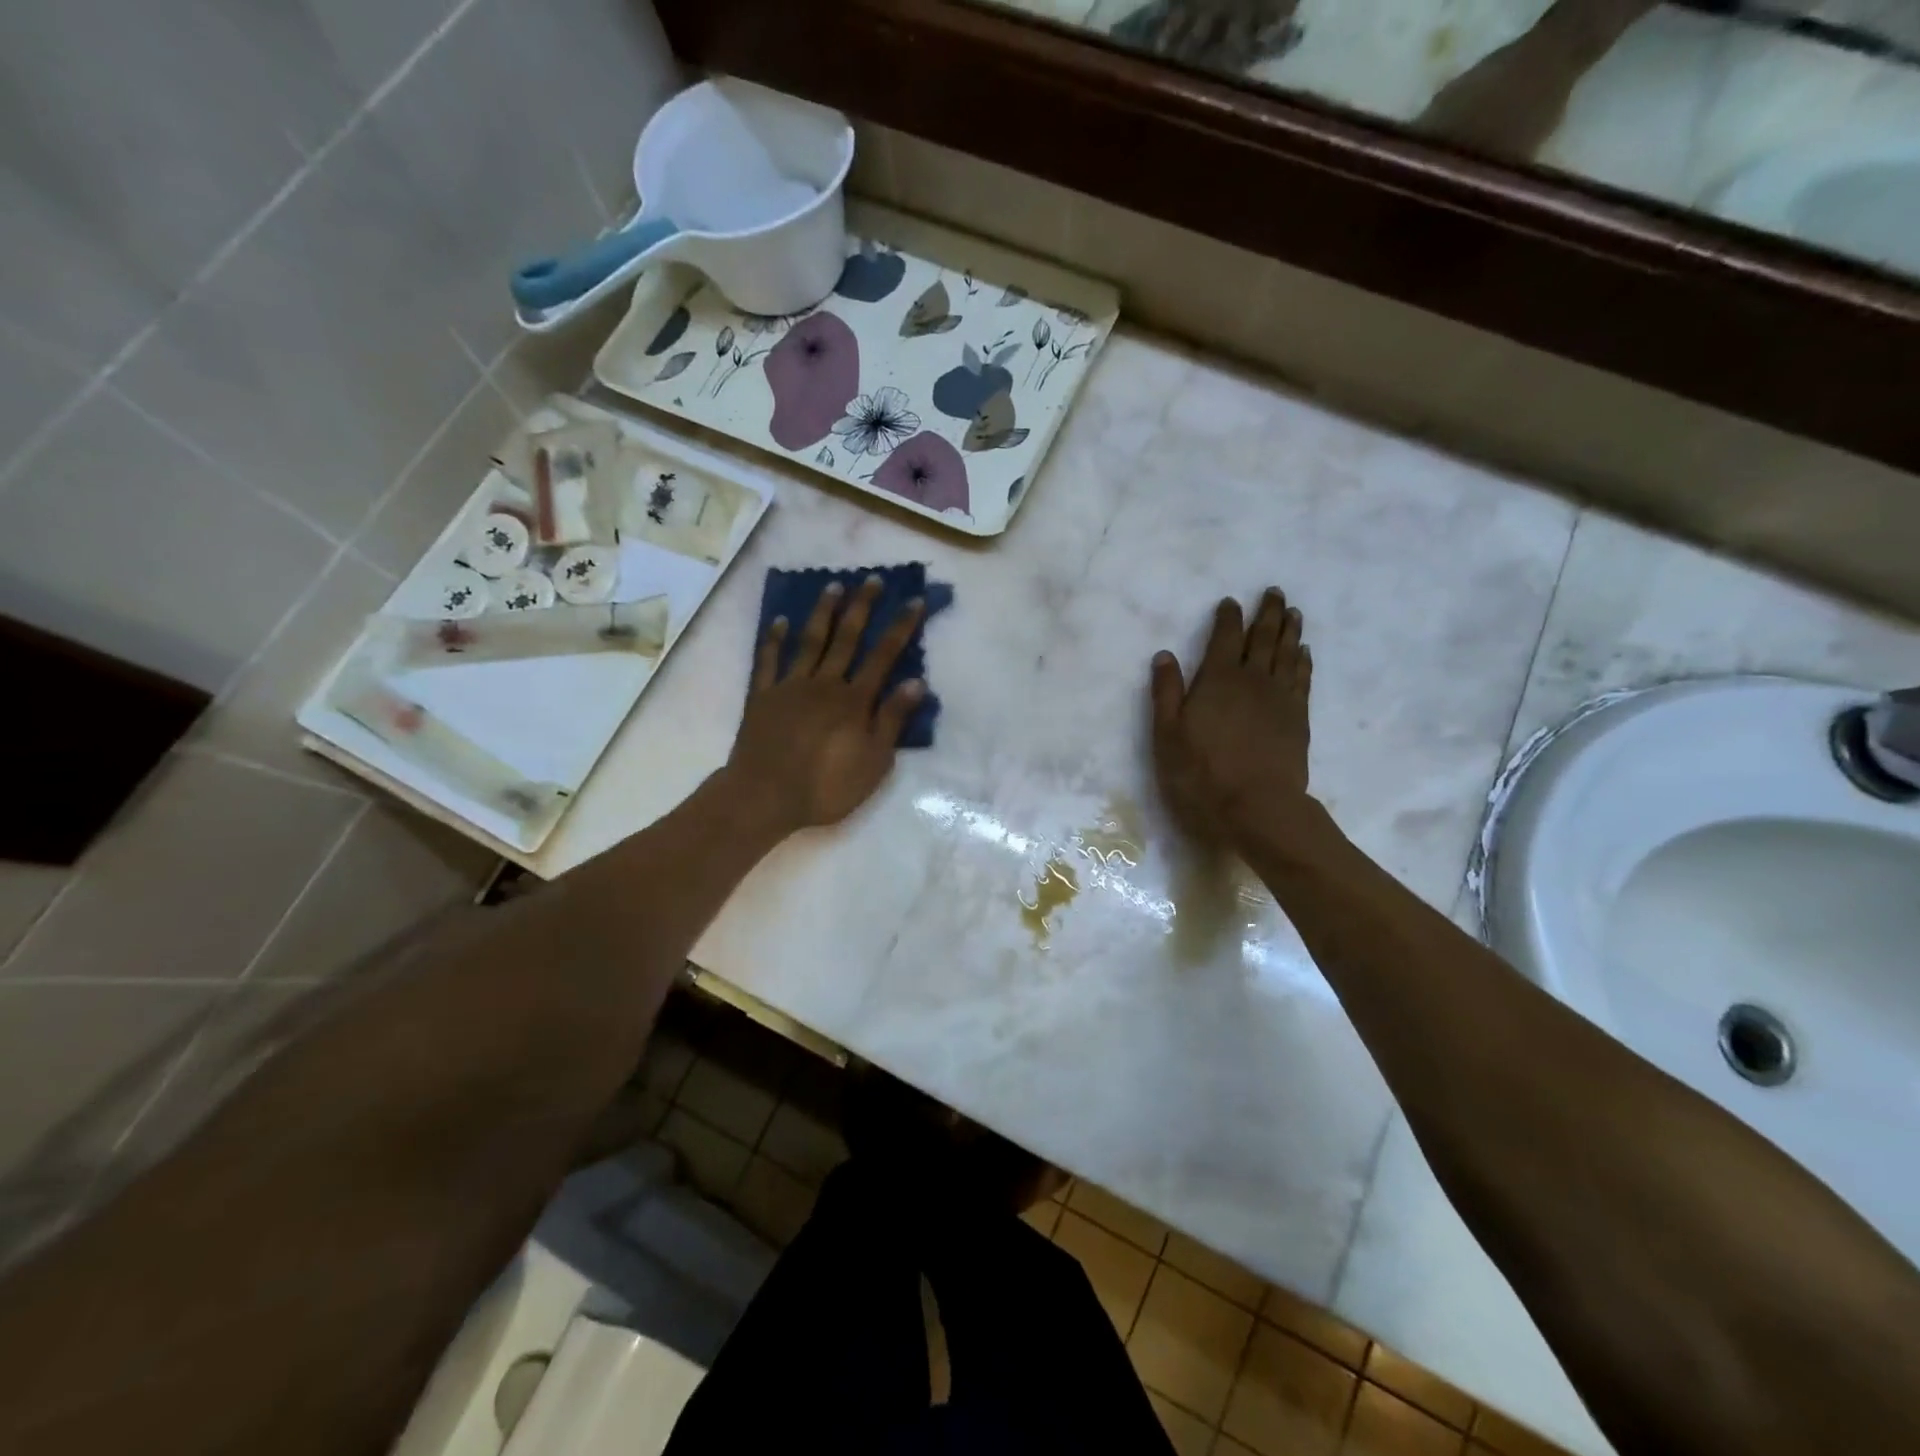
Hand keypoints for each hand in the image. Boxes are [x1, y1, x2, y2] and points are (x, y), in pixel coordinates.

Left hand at [728, 576, 926, 832]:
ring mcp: (790, 686)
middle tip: (872, 579)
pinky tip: (780, 620)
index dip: (900, 627)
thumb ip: (892, 720)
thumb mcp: (873, 762)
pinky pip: (769, 660)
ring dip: (823, 612)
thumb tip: (917, 682)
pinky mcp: (763, 695)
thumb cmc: (825, 786)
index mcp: (854, 701)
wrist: (764, 796)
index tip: (913, 601)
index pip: (883, 656)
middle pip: (846, 638)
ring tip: (833, 586)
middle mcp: (824, 684)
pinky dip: (774, 638)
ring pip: (810, 641)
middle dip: (862, 607)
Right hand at [1151, 588, 1312, 845]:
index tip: (1230, 601)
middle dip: (1268, 613)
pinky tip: (1304, 653)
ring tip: (1293, 613)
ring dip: (1290, 630)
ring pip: (1287, 653)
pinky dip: (1303, 661)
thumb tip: (1165, 655)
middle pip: (1263, 638)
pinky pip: (1302, 678)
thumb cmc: (1201, 772)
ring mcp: (1280, 698)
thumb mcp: (1167, 734)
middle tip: (1275, 592)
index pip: (1224, 637)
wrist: (1257, 806)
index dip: (1228, 617)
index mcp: (1217, 679)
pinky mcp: (1298, 717)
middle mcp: (1252, 679)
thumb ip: (1166, 692)